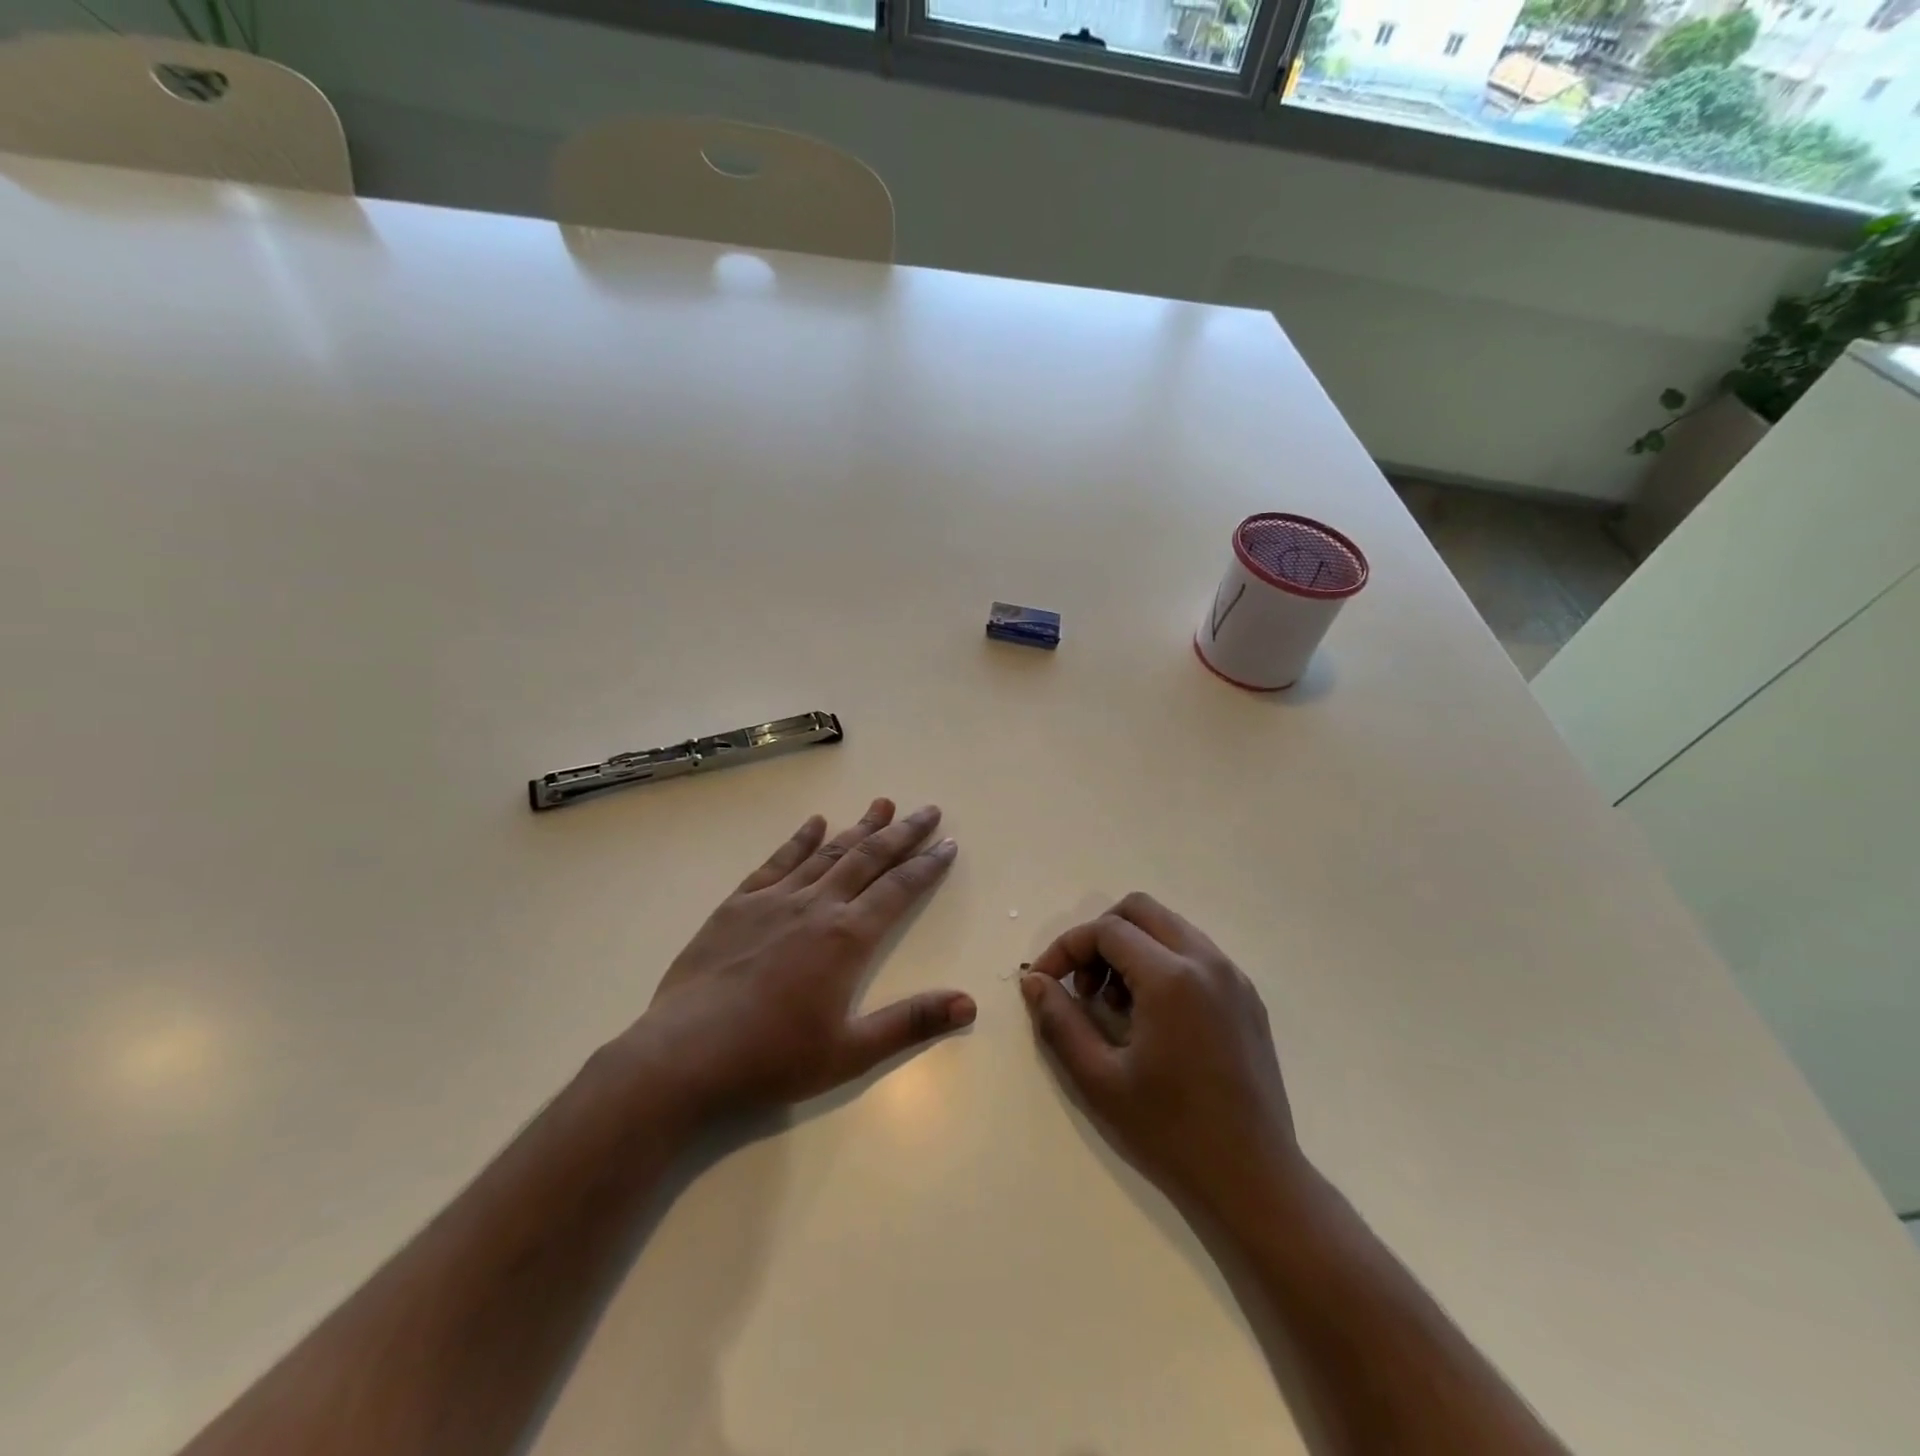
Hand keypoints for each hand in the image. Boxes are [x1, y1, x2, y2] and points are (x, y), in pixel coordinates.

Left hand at [629, 799, 973, 1122]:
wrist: (684, 1056)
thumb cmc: (772, 1059)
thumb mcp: (850, 1052)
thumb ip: (911, 1023)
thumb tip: (970, 1005)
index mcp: (847, 939)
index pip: (898, 890)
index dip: (927, 866)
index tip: (948, 844)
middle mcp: (816, 906)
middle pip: (868, 858)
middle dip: (902, 833)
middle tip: (927, 809)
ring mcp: (774, 900)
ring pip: (827, 852)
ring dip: (858, 828)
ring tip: (882, 804)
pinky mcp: (738, 905)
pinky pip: (777, 862)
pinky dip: (800, 840)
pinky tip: (815, 824)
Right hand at [1020, 892, 1304, 1216]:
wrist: (1255, 1181)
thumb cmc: (1171, 1132)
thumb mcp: (1099, 1079)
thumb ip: (1059, 1021)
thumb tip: (1034, 981)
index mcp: (1172, 977)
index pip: (1106, 930)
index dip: (1066, 948)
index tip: (1045, 982)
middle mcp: (1207, 962)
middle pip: (1140, 910)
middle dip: (1100, 937)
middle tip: (1084, 987)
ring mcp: (1233, 977)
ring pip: (1169, 928)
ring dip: (1132, 949)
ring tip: (1116, 1006)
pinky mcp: (1247, 998)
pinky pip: (1194, 954)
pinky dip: (1162, 963)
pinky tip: (1153, 1017)